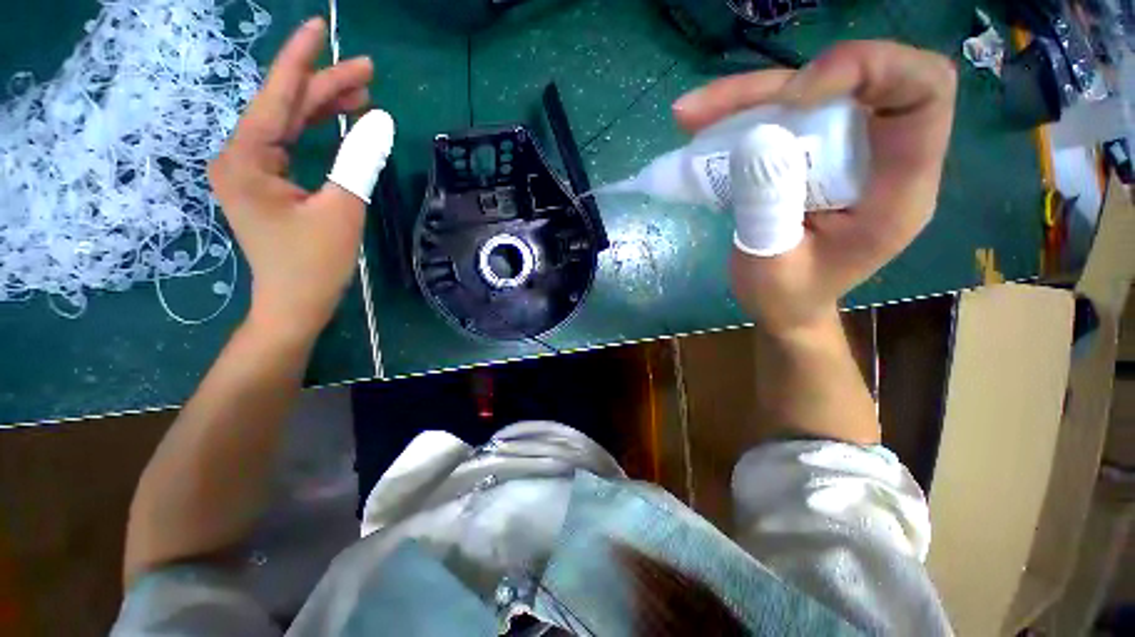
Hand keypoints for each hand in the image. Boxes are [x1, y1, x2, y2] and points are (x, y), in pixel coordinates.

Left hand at [209, 18, 373, 338]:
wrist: (295, 305)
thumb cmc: (314, 264)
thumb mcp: (343, 210)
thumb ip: (360, 161)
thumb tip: (383, 121)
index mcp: (246, 159)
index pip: (275, 95)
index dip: (300, 60)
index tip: (320, 27)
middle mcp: (241, 156)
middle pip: (285, 107)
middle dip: (324, 86)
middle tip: (367, 71)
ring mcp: (252, 170)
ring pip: (290, 125)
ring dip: (325, 108)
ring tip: (362, 93)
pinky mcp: (268, 183)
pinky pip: (293, 145)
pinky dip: (319, 132)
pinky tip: (342, 122)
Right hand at [673, 41, 955, 333]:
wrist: (786, 304)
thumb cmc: (786, 297)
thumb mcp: (772, 267)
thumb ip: (768, 211)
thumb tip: (755, 141)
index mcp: (898, 190)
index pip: (923, 92)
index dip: (871, 70)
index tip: (793, 97)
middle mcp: (880, 156)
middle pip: (852, 80)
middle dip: (777, 84)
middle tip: (705, 110)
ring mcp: (844, 150)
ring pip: (806, 91)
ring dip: (747, 96)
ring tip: (690, 115)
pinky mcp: (812, 152)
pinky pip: (782, 114)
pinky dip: (740, 112)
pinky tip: (701, 125)